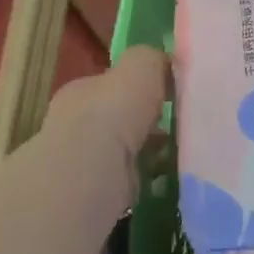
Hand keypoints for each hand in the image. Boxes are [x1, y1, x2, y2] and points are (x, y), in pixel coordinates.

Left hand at [43, 45, 168, 220]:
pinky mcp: (93, 194)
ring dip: (146, 153)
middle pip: (116, 120)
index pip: (110, 85)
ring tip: (180, 155)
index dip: (138, 88)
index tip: (168, 96)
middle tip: (177, 127)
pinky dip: (147, 180)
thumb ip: (152, 60)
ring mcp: (80, 162)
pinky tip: (168, 179)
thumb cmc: (113, 111)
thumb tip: (165, 62)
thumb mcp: (140, 66)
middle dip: (143, 124)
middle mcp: (74, 125)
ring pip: (122, 152)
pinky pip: (128, 181)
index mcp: (81, 92)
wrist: (90, 170)